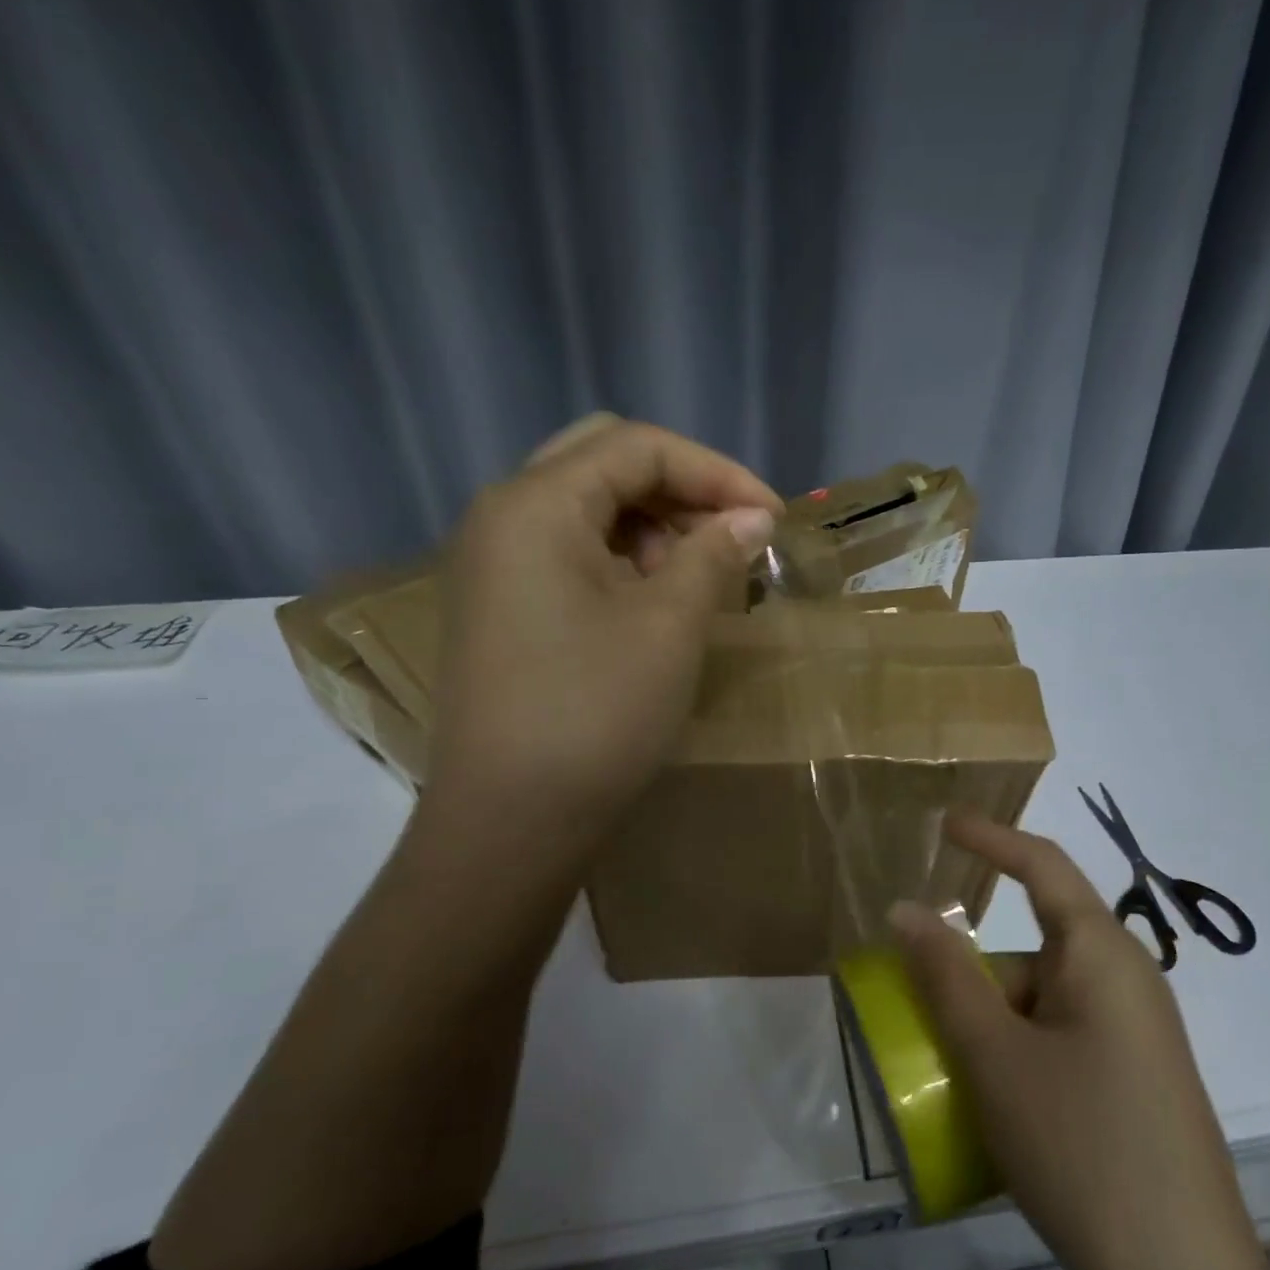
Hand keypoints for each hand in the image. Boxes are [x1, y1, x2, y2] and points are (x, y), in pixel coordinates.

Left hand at [422, 417, 780, 835]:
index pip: (636, 447)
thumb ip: (713, 554)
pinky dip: (623, 560)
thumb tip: (752, 517)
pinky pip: (570, 554)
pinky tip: (658, 601)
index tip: (773, 516)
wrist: (511, 821)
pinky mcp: (503, 607)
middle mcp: (503, 517)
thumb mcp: (670, 626)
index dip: (715, 472)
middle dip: (681, 489)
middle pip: (604, 463)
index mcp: (536, 505)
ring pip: (587, 508)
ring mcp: (495, 564)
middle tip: (732, 535)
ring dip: (653, 525)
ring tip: (700, 576)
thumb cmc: (596, 714)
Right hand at [888, 812, 1260, 1269]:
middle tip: (922, 1013)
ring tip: (952, 1075)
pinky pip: (1061, 1037)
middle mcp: (1126, 980)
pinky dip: (1019, 1050)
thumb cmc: (1081, 1144)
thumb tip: (905, 910)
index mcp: (1102, 954)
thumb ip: (946, 976)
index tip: (943, 823)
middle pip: (1034, 947)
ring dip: (993, 1022)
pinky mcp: (1134, 1076)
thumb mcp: (995, 1056)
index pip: (1042, 866)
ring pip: (1043, 999)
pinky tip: (994, 1104)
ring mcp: (1135, 1032)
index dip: (990, 838)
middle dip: (974, 973)